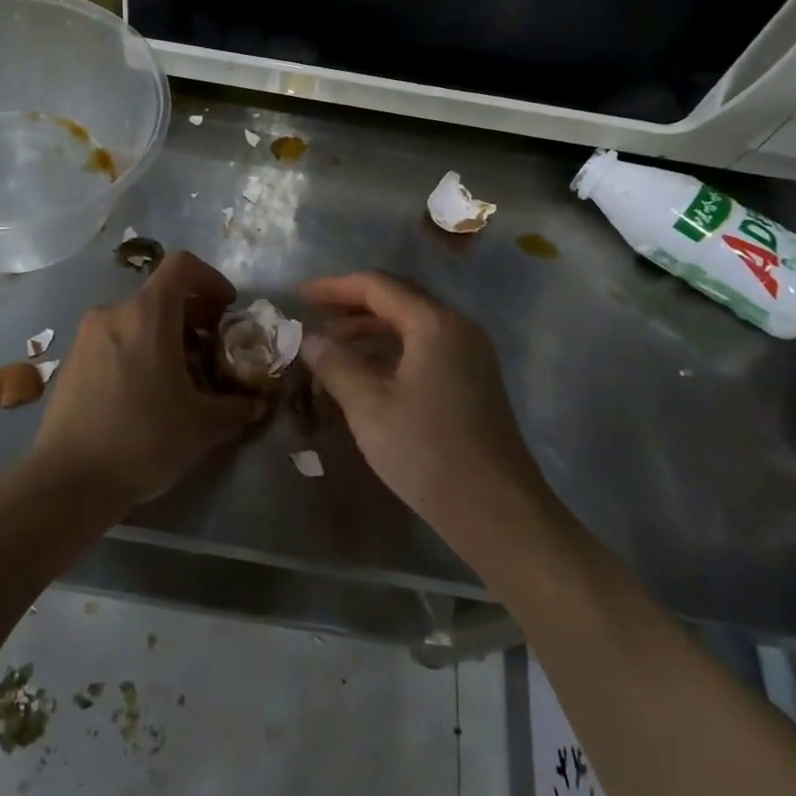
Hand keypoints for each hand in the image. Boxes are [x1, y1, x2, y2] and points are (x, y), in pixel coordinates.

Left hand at [31, 251, 263, 504]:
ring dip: (165, 337)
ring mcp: (87, 336)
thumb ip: (238, 407)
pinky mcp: (71, 362)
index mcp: (148, 315)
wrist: (70, 480)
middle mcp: (114, 314)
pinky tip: (146, 394)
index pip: (182, 266)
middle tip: (212, 351)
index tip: (226, 309)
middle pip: (160, 296)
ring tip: (181, 378)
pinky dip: (138, 351)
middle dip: (193, 316)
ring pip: (136, 320)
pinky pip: (114, 341)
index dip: (211, 278)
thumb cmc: (144, 439)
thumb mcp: (203, 426)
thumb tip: (258, 402)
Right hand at [299, 271, 551, 550]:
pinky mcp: (473, 379)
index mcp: (434, 324)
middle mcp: (457, 327)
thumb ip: (335, 365)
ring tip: (331, 348)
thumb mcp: (369, 407)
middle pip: (397, 300)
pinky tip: (366, 372)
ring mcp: (470, 354)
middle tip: (312, 318)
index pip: (377, 286)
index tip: (299, 296)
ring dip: (369, 330)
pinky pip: (425, 347)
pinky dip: (390, 350)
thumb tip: (310, 339)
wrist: (495, 510)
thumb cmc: (427, 452)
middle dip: (351, 306)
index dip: (334, 288)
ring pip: (411, 325)